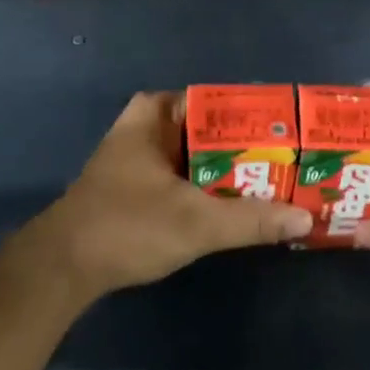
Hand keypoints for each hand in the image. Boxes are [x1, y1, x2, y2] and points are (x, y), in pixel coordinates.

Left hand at [16, 91, 312, 301]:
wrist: (63, 268)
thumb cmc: (127, 226)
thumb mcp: (196, 223)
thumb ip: (251, 220)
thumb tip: (306, 218)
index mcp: (157, 113)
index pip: (219, 101)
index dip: (257, 117)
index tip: (292, 133)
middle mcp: (149, 126)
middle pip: (212, 130)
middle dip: (250, 147)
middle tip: (293, 161)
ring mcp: (141, 157)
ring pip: (200, 156)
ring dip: (232, 171)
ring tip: (279, 182)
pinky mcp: (138, 186)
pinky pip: (187, 176)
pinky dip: (212, 188)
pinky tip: (241, 205)